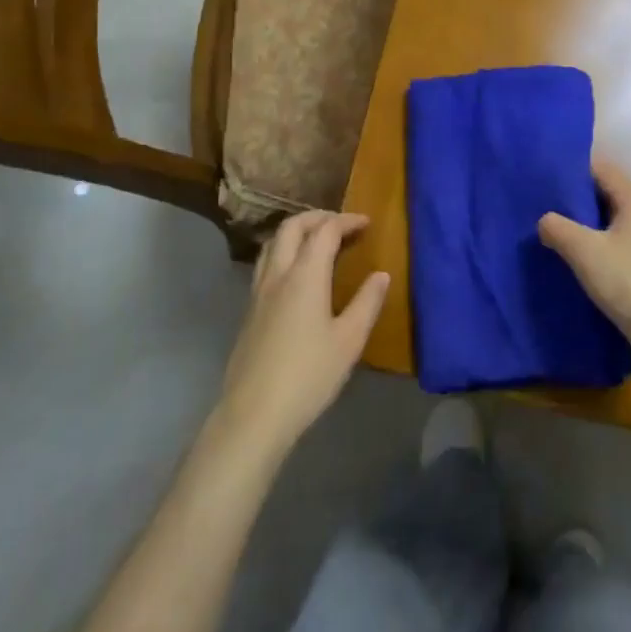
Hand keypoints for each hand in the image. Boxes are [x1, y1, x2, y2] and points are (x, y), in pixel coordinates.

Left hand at [218, 212, 389, 459]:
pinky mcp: (250, 310)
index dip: (346, 221)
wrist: (254, 414)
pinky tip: (297, 275)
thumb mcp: (349, 341)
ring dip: (297, 232)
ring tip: (318, 242)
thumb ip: (367, 302)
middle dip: (318, 217)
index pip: (325, 231)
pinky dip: (285, 252)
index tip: (366, 223)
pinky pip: (266, 264)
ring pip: (273, 243)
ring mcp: (258, 292)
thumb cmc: (309, 375)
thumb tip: (381, 275)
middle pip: (292, 227)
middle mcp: (278, 274)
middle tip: (342, 225)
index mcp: (305, 276)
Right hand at [538, 162, 630, 355]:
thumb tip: (544, 220)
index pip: (601, 169)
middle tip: (540, 202)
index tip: (544, 175)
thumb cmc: (629, 282)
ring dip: (582, 223)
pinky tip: (573, 257)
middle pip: (604, 193)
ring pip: (608, 220)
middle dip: (574, 197)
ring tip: (550, 228)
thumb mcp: (584, 251)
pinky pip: (614, 242)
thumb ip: (558, 228)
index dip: (572, 169)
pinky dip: (593, 243)